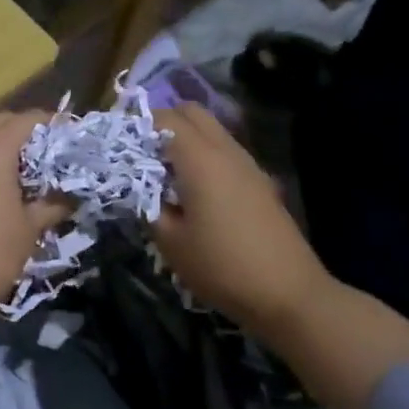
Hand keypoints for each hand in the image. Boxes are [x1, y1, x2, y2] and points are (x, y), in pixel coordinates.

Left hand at [0, 111, 69, 324]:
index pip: (30, 119)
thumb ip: (52, 204)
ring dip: (3, 148)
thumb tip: (71, 197)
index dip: (56, 126)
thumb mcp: (29, 229)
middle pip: (2, 123)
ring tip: (29, 173)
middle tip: (54, 157)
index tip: (75, 141)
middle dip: (29, 134)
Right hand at [153, 104, 331, 326]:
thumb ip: (147, 205)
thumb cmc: (222, 266)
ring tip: (162, 173)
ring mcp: (248, 166)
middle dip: (163, 123)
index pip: (166, 118)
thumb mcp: (170, 241)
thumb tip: (135, 187)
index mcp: (201, 159)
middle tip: (140, 152)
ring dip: (185, 140)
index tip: (118, 144)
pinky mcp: (260, 183)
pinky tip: (192, 191)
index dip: (138, 123)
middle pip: (193, 113)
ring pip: (212, 131)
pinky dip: (203, 156)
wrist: (290, 295)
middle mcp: (227, 152)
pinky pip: (225, 152)